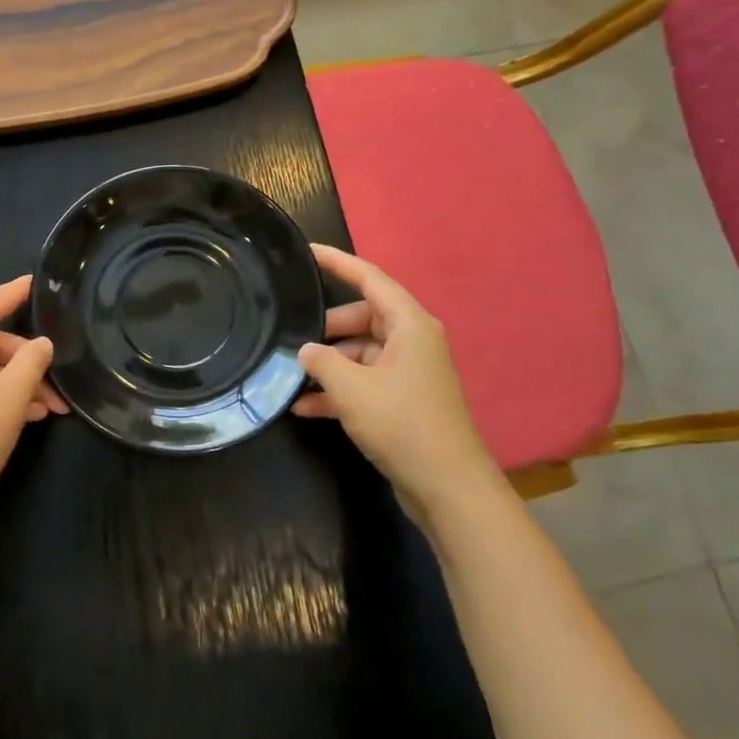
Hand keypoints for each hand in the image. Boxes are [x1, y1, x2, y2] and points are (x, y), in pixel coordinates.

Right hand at [293, 245, 501, 522]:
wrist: (447, 487)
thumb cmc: (402, 424)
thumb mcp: (352, 388)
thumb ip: (322, 361)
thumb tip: (305, 350)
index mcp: (410, 324)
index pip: (369, 278)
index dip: (337, 262)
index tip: (306, 251)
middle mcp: (412, 341)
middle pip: (362, 317)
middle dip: (327, 327)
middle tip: (291, 333)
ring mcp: (409, 372)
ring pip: (361, 353)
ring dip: (328, 365)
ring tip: (291, 376)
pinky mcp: (404, 400)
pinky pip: (365, 381)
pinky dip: (339, 390)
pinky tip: (305, 408)